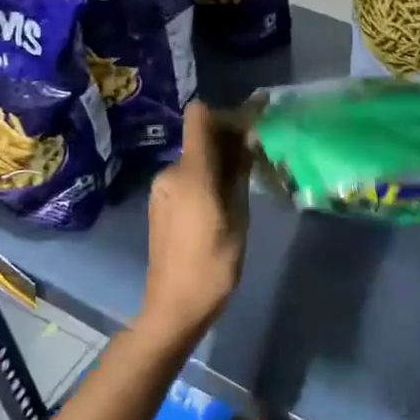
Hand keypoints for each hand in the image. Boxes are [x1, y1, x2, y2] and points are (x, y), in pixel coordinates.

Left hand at [140, 101, 249, 345]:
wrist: (174, 306)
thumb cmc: (212, 265)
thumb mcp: (238, 218)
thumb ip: (239, 173)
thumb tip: (247, 140)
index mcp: (190, 173)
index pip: (199, 116)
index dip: (226, 113)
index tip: (252, 126)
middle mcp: (171, 173)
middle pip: (200, 137)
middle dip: (229, 139)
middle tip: (259, 156)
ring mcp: (162, 189)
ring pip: (195, 158)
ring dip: (219, 161)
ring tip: (246, 182)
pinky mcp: (160, 204)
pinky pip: (187, 177)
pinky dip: (206, 177)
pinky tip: (224, 200)